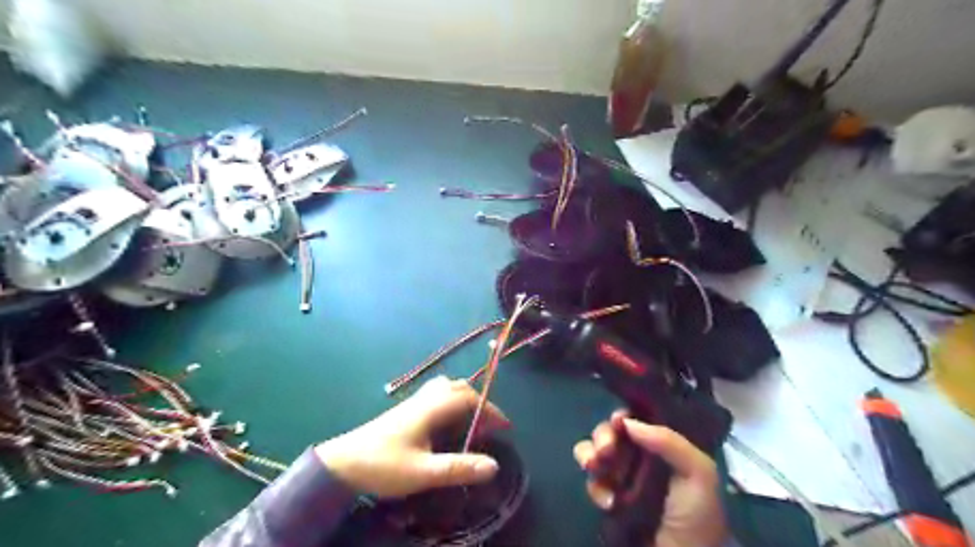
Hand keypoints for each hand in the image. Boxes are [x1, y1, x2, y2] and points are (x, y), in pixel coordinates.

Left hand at [316, 375, 511, 500]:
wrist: (341, 464)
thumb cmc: (383, 465)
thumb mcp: (424, 472)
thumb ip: (459, 468)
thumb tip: (493, 466)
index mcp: (432, 408)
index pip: (469, 398)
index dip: (490, 410)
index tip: (504, 427)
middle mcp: (424, 399)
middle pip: (458, 387)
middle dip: (479, 402)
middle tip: (487, 427)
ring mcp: (413, 402)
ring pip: (445, 388)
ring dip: (463, 400)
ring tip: (469, 424)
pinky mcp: (405, 410)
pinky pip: (435, 395)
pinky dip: (449, 403)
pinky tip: (445, 425)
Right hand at [574, 416, 725, 545]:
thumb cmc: (695, 514)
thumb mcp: (698, 472)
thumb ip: (668, 441)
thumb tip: (627, 422)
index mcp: (663, 447)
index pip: (637, 420)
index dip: (624, 416)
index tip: (618, 421)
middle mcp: (640, 458)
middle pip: (611, 432)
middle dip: (603, 435)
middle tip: (606, 450)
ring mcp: (622, 478)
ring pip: (595, 451)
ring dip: (590, 455)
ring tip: (595, 466)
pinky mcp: (609, 499)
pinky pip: (592, 482)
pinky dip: (595, 487)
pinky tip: (608, 502)